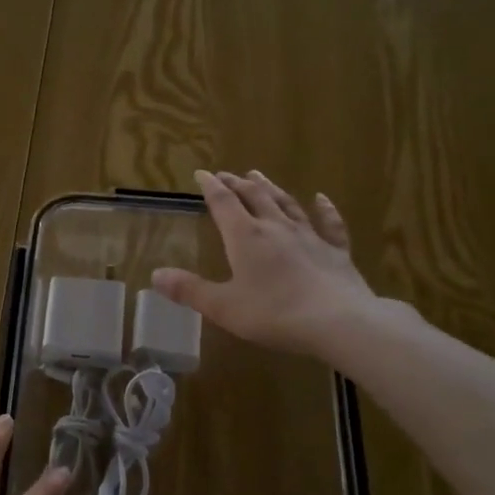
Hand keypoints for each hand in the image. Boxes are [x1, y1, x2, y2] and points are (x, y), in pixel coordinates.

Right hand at [153, 169, 384, 359]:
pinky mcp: (335, 250)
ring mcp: (309, 236)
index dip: (210, 187)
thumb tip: (155, 275)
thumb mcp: (223, 307)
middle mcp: (275, 227)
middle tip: (227, 174)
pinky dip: (324, 208)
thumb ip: (189, 290)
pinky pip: (329, 223)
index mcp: (246, 237)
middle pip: (254, 196)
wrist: (338, 321)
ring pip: (286, 203)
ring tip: (258, 175)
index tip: (201, 174)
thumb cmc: (275, 313)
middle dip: (237, 183)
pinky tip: (321, 198)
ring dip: (270, 188)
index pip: (223, 203)